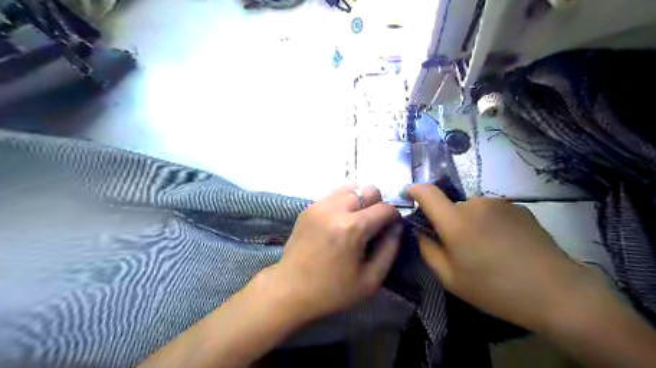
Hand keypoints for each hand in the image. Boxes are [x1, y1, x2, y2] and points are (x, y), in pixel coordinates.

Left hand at [260, 185, 398, 322]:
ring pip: (351, 188)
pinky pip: (335, 195)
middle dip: (378, 204)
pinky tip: (341, 221)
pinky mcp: (309, 207)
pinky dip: (345, 202)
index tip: (391, 228)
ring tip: (357, 221)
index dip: (394, 217)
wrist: (290, 289)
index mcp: (352, 228)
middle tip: (374, 224)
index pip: (385, 208)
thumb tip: (397, 227)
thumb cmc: (332, 290)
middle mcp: (335, 209)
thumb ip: (390, 249)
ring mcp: (319, 205)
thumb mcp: (370, 280)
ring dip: (361, 200)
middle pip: (369, 189)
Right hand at [408, 185, 603, 329]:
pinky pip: (491, 212)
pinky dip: (489, 223)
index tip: (409, 195)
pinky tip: (505, 246)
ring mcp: (499, 203)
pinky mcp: (518, 207)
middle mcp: (475, 204)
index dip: (414, 190)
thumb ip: (428, 250)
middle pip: (450, 206)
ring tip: (486, 249)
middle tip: (459, 248)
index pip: (427, 192)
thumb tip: (421, 231)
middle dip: (448, 222)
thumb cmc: (495, 289)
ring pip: (471, 209)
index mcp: (455, 221)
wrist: (557, 292)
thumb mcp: (450, 278)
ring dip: (470, 223)